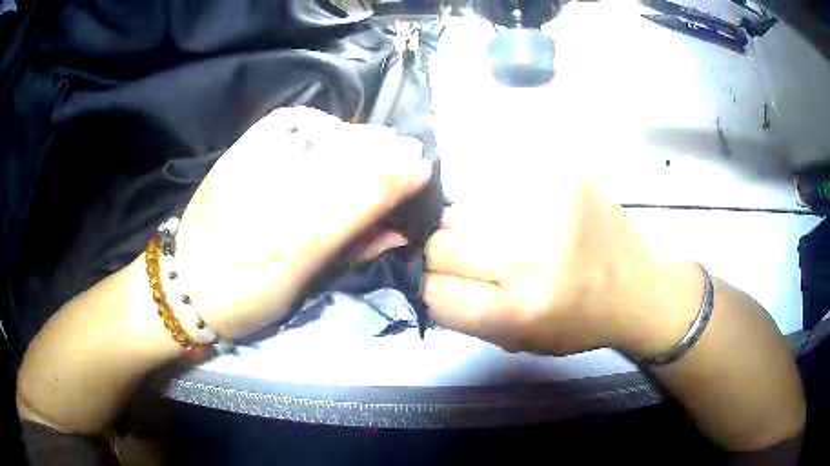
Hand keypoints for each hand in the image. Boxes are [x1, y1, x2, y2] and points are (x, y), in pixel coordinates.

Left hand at [173, 107, 431, 337]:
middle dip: (388, 151)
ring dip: (360, 136)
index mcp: (297, 241)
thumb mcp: (304, 288)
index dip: (402, 175)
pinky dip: (320, 123)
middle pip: (351, 154)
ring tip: (373, 144)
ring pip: (327, 131)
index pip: (366, 191)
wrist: (185, 280)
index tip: (423, 171)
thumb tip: (399, 228)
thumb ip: (354, 251)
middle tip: (406, 154)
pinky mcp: (240, 149)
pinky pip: (291, 120)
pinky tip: (328, 133)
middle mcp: (277, 195)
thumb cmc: (247, 298)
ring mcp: (255, 164)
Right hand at [423, 170, 698, 356]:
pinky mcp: (564, 173)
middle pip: (441, 244)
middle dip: (446, 254)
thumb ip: (469, 317)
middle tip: (476, 256)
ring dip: (474, 224)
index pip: (435, 291)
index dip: (434, 288)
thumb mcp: (522, 342)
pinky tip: (527, 211)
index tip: (446, 283)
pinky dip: (500, 196)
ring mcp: (550, 205)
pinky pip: (499, 177)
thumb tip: (427, 280)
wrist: (640, 287)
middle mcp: (532, 255)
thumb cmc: (581, 322)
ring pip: (465, 207)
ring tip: (506, 232)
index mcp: (521, 309)